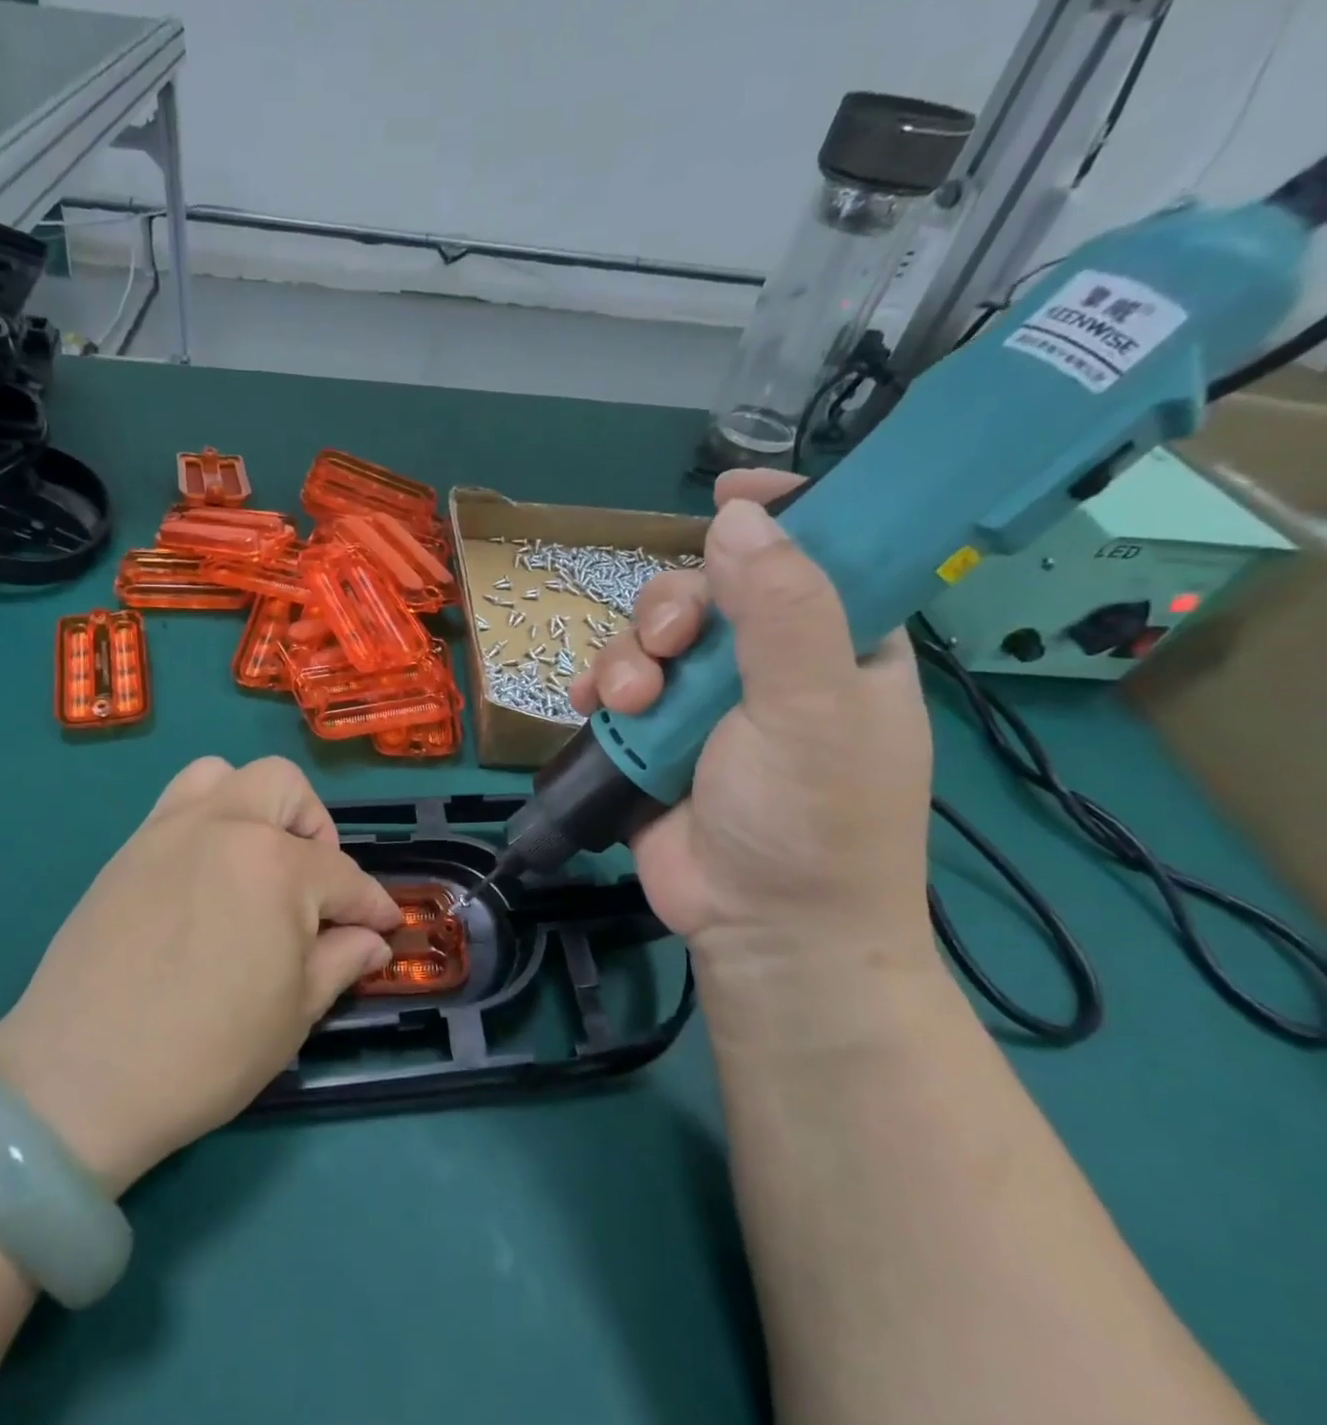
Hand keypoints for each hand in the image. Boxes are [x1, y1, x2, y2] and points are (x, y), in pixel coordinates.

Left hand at [0, 757, 399, 1195]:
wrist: (77, 1080)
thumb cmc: (205, 1053)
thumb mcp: (293, 1014)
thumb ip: (341, 960)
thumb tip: (372, 939)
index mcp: (276, 866)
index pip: (343, 876)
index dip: (372, 905)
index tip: (385, 925)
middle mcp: (224, 827)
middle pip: (286, 787)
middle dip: (316, 830)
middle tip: (313, 886)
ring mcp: (168, 830)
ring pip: (225, 775)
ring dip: (256, 806)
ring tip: (258, 862)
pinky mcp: (128, 849)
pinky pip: (178, 804)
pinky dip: (208, 819)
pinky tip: (208, 878)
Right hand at [570, 469, 933, 967]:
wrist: (762, 931)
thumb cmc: (813, 821)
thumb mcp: (813, 710)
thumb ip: (782, 610)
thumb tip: (737, 515)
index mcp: (836, 645)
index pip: (817, 551)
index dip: (778, 514)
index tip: (727, 494)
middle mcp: (769, 664)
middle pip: (708, 589)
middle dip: (671, 607)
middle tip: (668, 646)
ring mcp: (705, 702)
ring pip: (650, 636)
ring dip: (627, 657)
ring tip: (627, 704)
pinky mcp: (654, 737)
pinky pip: (615, 685)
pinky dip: (596, 687)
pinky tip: (588, 705)